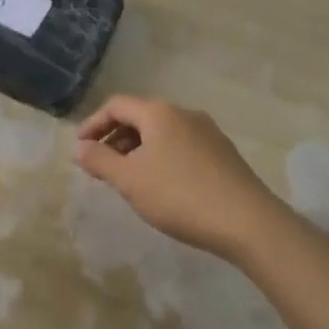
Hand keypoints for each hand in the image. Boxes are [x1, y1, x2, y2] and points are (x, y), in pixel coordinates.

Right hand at [74, 96, 278, 259]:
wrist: (249, 223)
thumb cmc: (180, 196)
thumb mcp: (130, 180)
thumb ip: (99, 160)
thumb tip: (79, 147)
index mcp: (158, 112)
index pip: (116, 106)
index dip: (93, 125)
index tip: (81, 150)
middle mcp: (184, 113)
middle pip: (139, 117)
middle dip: (115, 138)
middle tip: (101, 167)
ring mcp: (208, 132)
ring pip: (161, 133)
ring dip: (138, 149)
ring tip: (129, 179)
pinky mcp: (223, 154)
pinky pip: (181, 146)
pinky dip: (161, 157)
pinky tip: (162, 186)